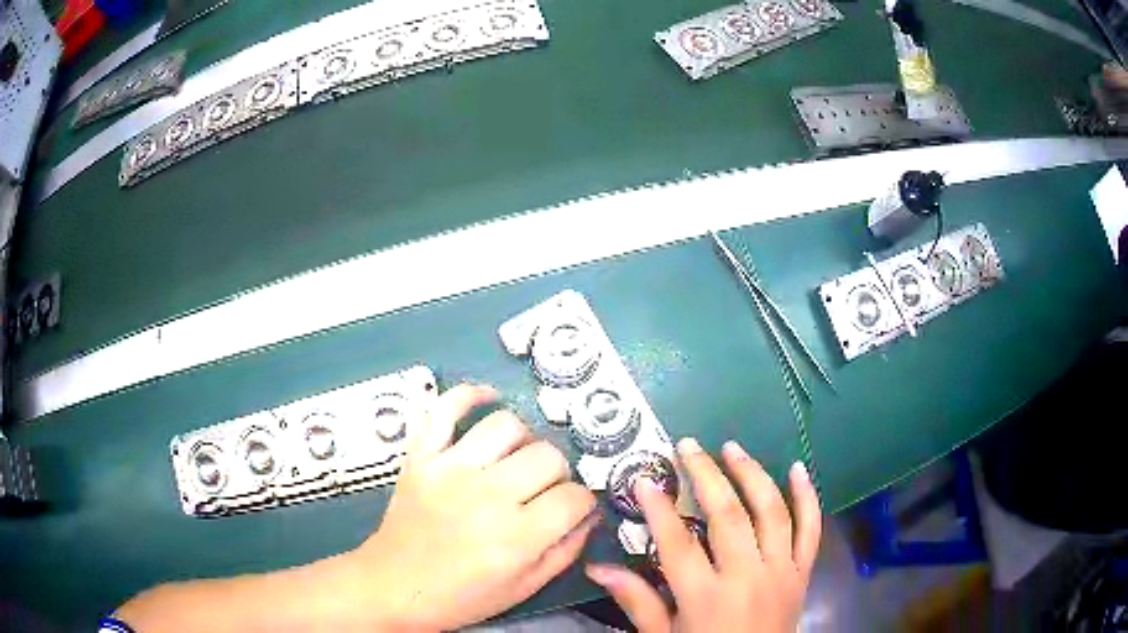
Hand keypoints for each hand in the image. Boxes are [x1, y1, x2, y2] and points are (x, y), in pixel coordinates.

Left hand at [344, 384, 598, 630]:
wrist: (395, 587)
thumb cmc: (461, 596)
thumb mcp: (524, 588)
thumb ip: (566, 551)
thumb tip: (590, 514)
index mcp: (518, 537)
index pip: (575, 497)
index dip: (582, 502)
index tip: (573, 509)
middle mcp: (488, 496)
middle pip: (548, 456)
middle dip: (558, 474)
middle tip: (543, 489)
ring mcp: (450, 469)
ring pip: (508, 426)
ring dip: (524, 440)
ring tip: (516, 459)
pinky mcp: (421, 456)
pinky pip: (446, 409)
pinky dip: (469, 394)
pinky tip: (488, 399)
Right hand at [585, 438, 820, 632]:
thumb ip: (637, 600)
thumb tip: (598, 568)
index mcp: (706, 597)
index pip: (678, 543)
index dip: (659, 509)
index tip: (644, 479)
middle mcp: (747, 577)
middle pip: (727, 516)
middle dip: (705, 475)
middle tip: (688, 446)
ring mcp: (780, 571)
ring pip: (771, 512)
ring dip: (752, 475)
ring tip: (732, 448)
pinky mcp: (803, 572)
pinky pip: (811, 529)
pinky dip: (807, 496)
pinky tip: (797, 469)